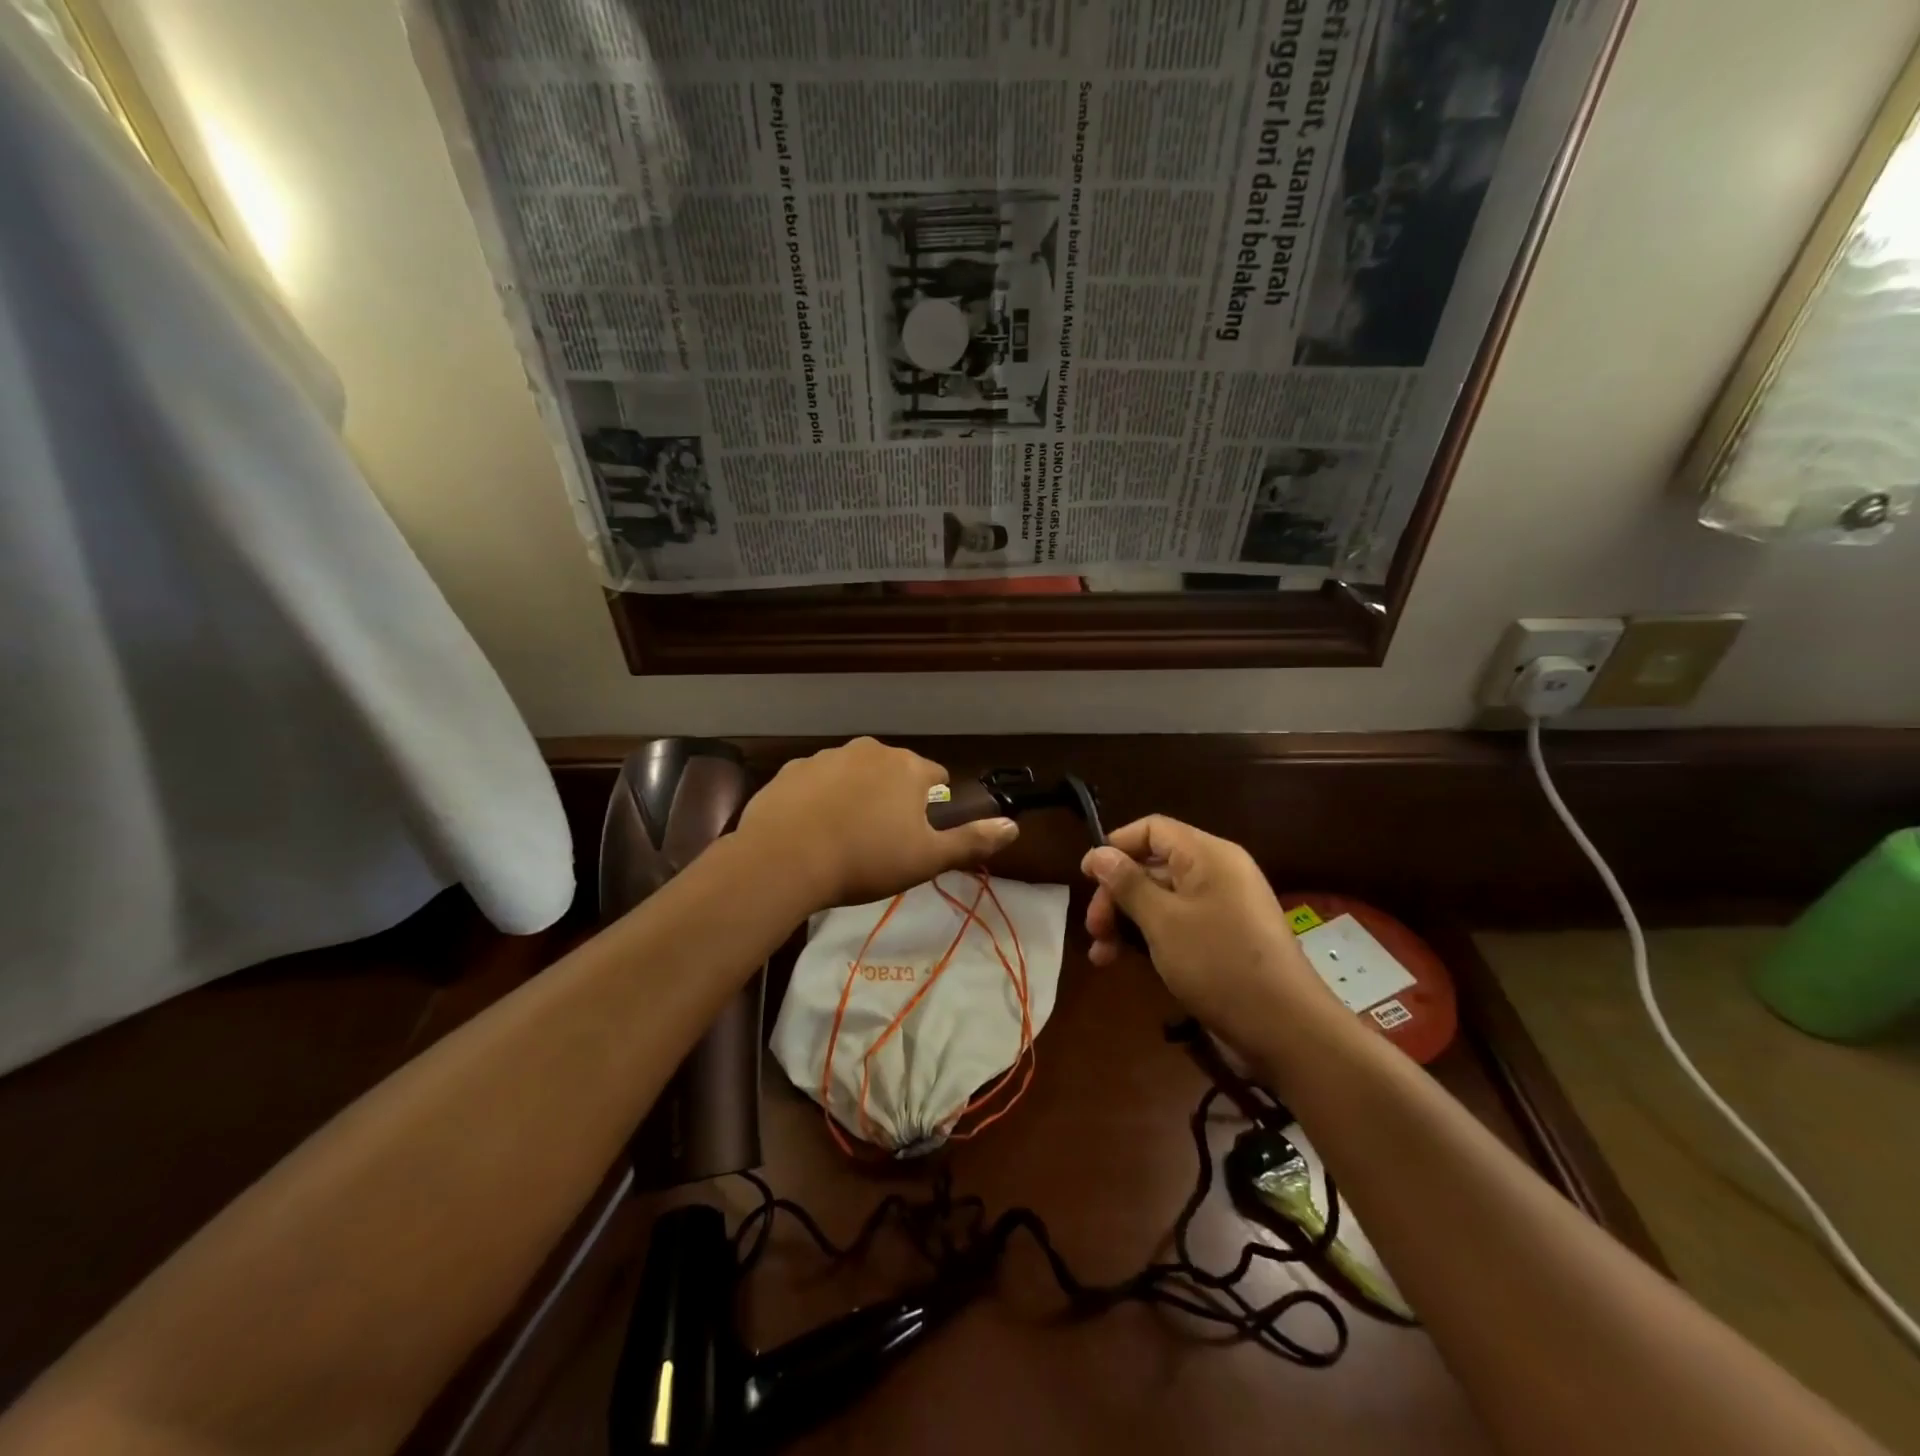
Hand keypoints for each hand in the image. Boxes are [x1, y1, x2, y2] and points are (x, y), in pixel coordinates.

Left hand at [738, 738, 1018, 911]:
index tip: (918, 835)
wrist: (784, 858)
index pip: (936, 778)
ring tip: (844, 837)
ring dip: (857, 795)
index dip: (933, 806)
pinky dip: (820, 798)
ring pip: (855, 773)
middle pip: (895, 771)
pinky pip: (818, 781)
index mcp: (908, 767)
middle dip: (894, 798)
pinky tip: (811, 829)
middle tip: (881, 840)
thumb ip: (972, 840)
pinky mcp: (792, 768)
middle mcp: (871, 750)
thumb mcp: (927, 858)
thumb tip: (1014, 826)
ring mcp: (828, 755)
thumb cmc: (865, 860)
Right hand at [1082, 816, 1338, 1041]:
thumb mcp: (1163, 921)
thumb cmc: (1219, 963)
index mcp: (1208, 855)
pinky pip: (1180, 921)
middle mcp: (1217, 872)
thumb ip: (1127, 883)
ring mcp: (1224, 905)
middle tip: (1093, 928)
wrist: (1286, 1029)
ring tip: (1102, 954)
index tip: (1086, 877)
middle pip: (1154, 865)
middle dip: (1117, 894)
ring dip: (1128, 920)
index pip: (1153, 829)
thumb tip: (1098, 853)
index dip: (1116, 846)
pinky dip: (1151, 936)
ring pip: (1162, 898)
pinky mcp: (1226, 936)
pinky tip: (1127, 961)